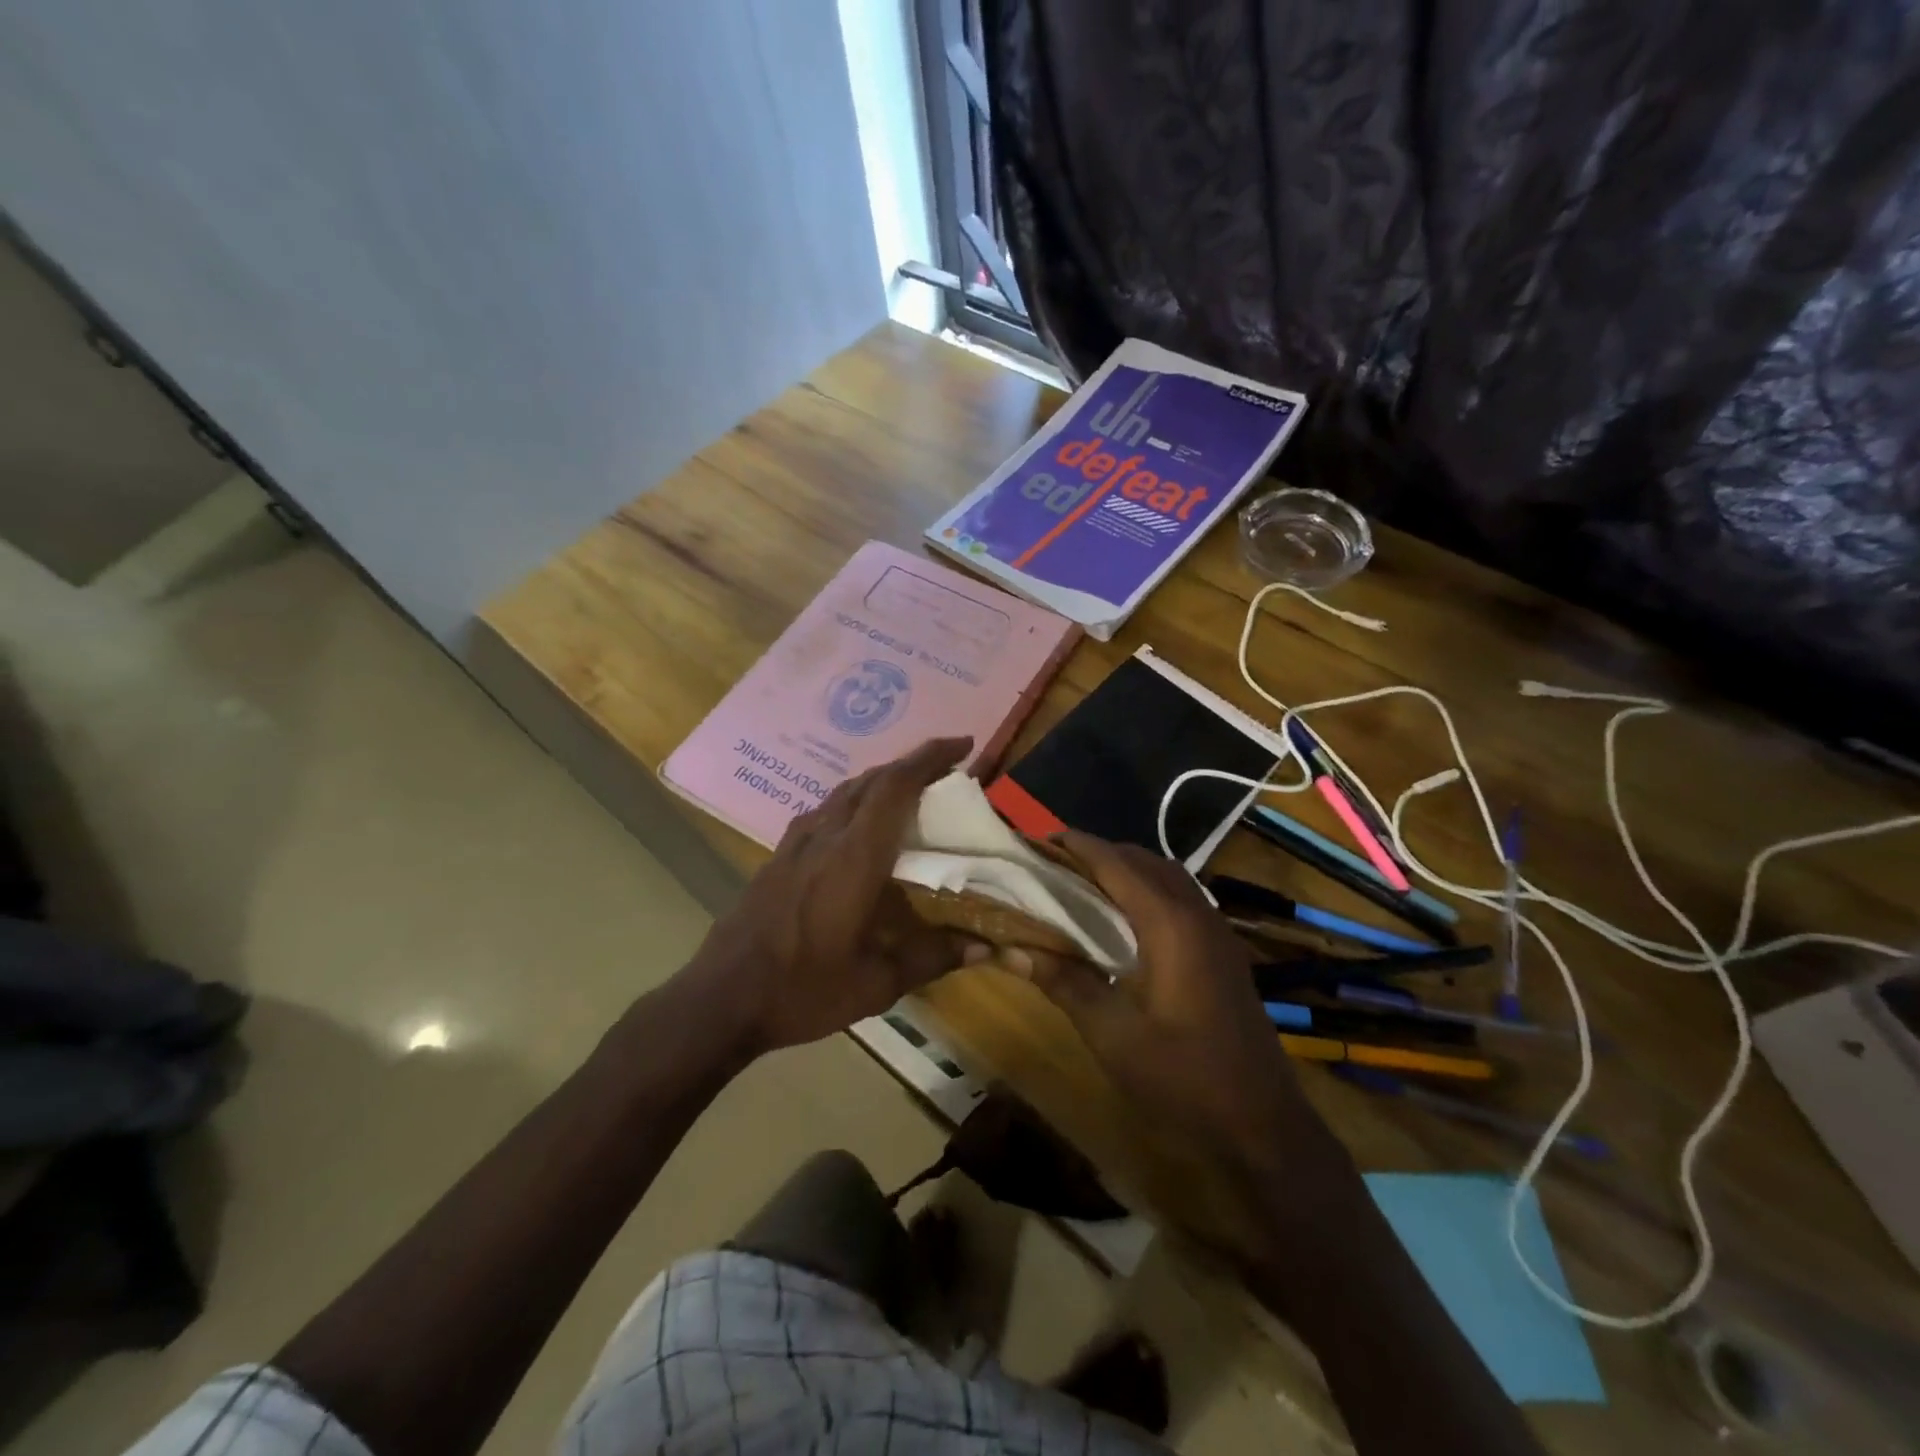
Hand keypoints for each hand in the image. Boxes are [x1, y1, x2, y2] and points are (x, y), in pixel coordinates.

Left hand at [680, 737, 990, 1054]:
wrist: (722, 998)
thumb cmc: (803, 990)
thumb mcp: (876, 984)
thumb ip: (932, 958)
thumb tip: (986, 946)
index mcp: (854, 857)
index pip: (895, 787)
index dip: (929, 758)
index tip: (962, 745)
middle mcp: (825, 836)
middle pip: (872, 780)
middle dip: (912, 764)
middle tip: (947, 770)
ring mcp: (796, 843)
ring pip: (845, 791)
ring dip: (881, 780)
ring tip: (911, 792)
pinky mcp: (779, 856)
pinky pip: (824, 809)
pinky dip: (854, 801)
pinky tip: (859, 826)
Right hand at [1011, 834, 1355, 1249]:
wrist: (1263, 1126)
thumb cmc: (1183, 1078)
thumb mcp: (1112, 1034)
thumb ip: (1063, 982)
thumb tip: (1009, 950)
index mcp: (1169, 924)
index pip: (1116, 864)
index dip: (1076, 846)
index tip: (1037, 841)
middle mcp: (1196, 914)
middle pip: (1143, 861)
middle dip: (1098, 854)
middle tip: (1053, 865)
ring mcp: (1217, 932)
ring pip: (1166, 877)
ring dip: (1126, 870)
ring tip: (1083, 884)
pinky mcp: (1223, 952)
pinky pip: (1181, 898)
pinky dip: (1147, 890)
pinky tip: (1125, 920)